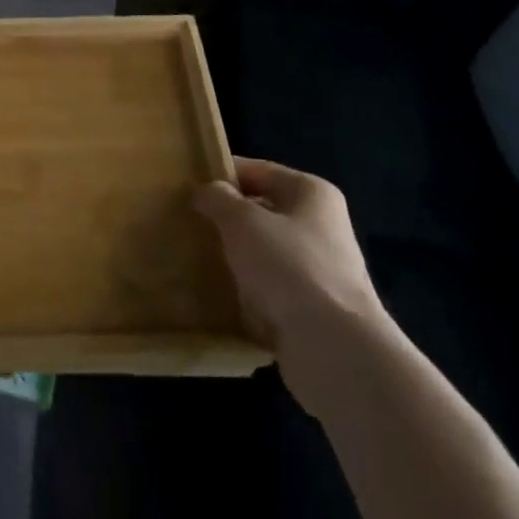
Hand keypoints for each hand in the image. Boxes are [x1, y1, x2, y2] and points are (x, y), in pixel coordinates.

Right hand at [194, 157, 394, 413]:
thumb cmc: (289, 266)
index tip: (185, 186)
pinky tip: (218, 294)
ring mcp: (319, 269)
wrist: (334, 348)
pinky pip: (269, 288)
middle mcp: (321, 225)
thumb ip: (218, 199)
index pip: (258, 170)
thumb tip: (206, 192)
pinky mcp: (312, 308)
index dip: (221, 175)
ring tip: (195, 258)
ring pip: (263, 252)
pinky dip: (246, 290)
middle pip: (262, 211)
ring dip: (234, 256)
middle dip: (226, 218)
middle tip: (185, 223)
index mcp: (311, 193)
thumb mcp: (242, 221)